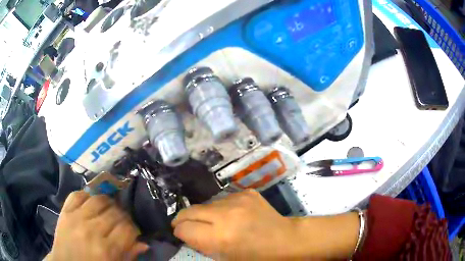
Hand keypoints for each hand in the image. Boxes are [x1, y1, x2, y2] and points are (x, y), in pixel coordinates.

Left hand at [48, 191, 147, 260]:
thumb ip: (128, 255)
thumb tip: (144, 243)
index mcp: (106, 250)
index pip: (127, 229)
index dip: (133, 228)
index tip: (133, 231)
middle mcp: (92, 231)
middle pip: (115, 213)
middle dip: (123, 215)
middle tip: (122, 220)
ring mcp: (76, 218)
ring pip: (98, 199)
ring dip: (107, 202)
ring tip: (109, 208)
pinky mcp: (65, 211)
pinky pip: (77, 194)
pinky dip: (87, 194)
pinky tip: (92, 200)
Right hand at [172, 190, 359, 259]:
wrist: (285, 239)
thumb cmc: (256, 256)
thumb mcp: (225, 257)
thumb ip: (201, 244)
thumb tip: (185, 233)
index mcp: (220, 236)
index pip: (184, 228)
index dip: (179, 232)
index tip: (181, 234)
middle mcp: (226, 214)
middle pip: (189, 211)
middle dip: (183, 219)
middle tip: (185, 225)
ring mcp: (237, 200)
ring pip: (205, 204)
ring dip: (203, 213)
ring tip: (212, 222)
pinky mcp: (246, 192)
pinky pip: (223, 199)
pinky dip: (220, 208)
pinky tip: (231, 216)